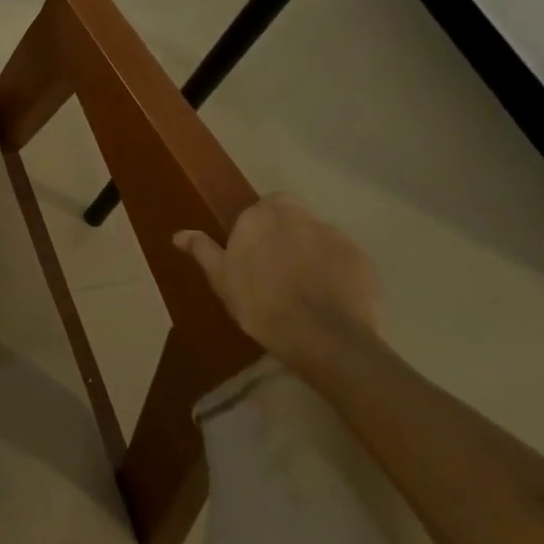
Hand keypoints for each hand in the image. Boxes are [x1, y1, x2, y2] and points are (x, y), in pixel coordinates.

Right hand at [173, 194, 380, 365]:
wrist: (323, 337)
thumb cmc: (260, 304)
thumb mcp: (221, 279)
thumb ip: (203, 251)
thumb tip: (180, 234)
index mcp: (260, 216)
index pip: (260, 206)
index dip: (257, 227)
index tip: (252, 251)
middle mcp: (298, 216)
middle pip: (292, 215)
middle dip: (286, 232)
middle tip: (277, 265)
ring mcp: (335, 236)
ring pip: (319, 235)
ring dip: (312, 250)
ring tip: (306, 285)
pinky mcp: (363, 260)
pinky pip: (344, 258)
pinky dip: (337, 270)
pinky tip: (330, 297)